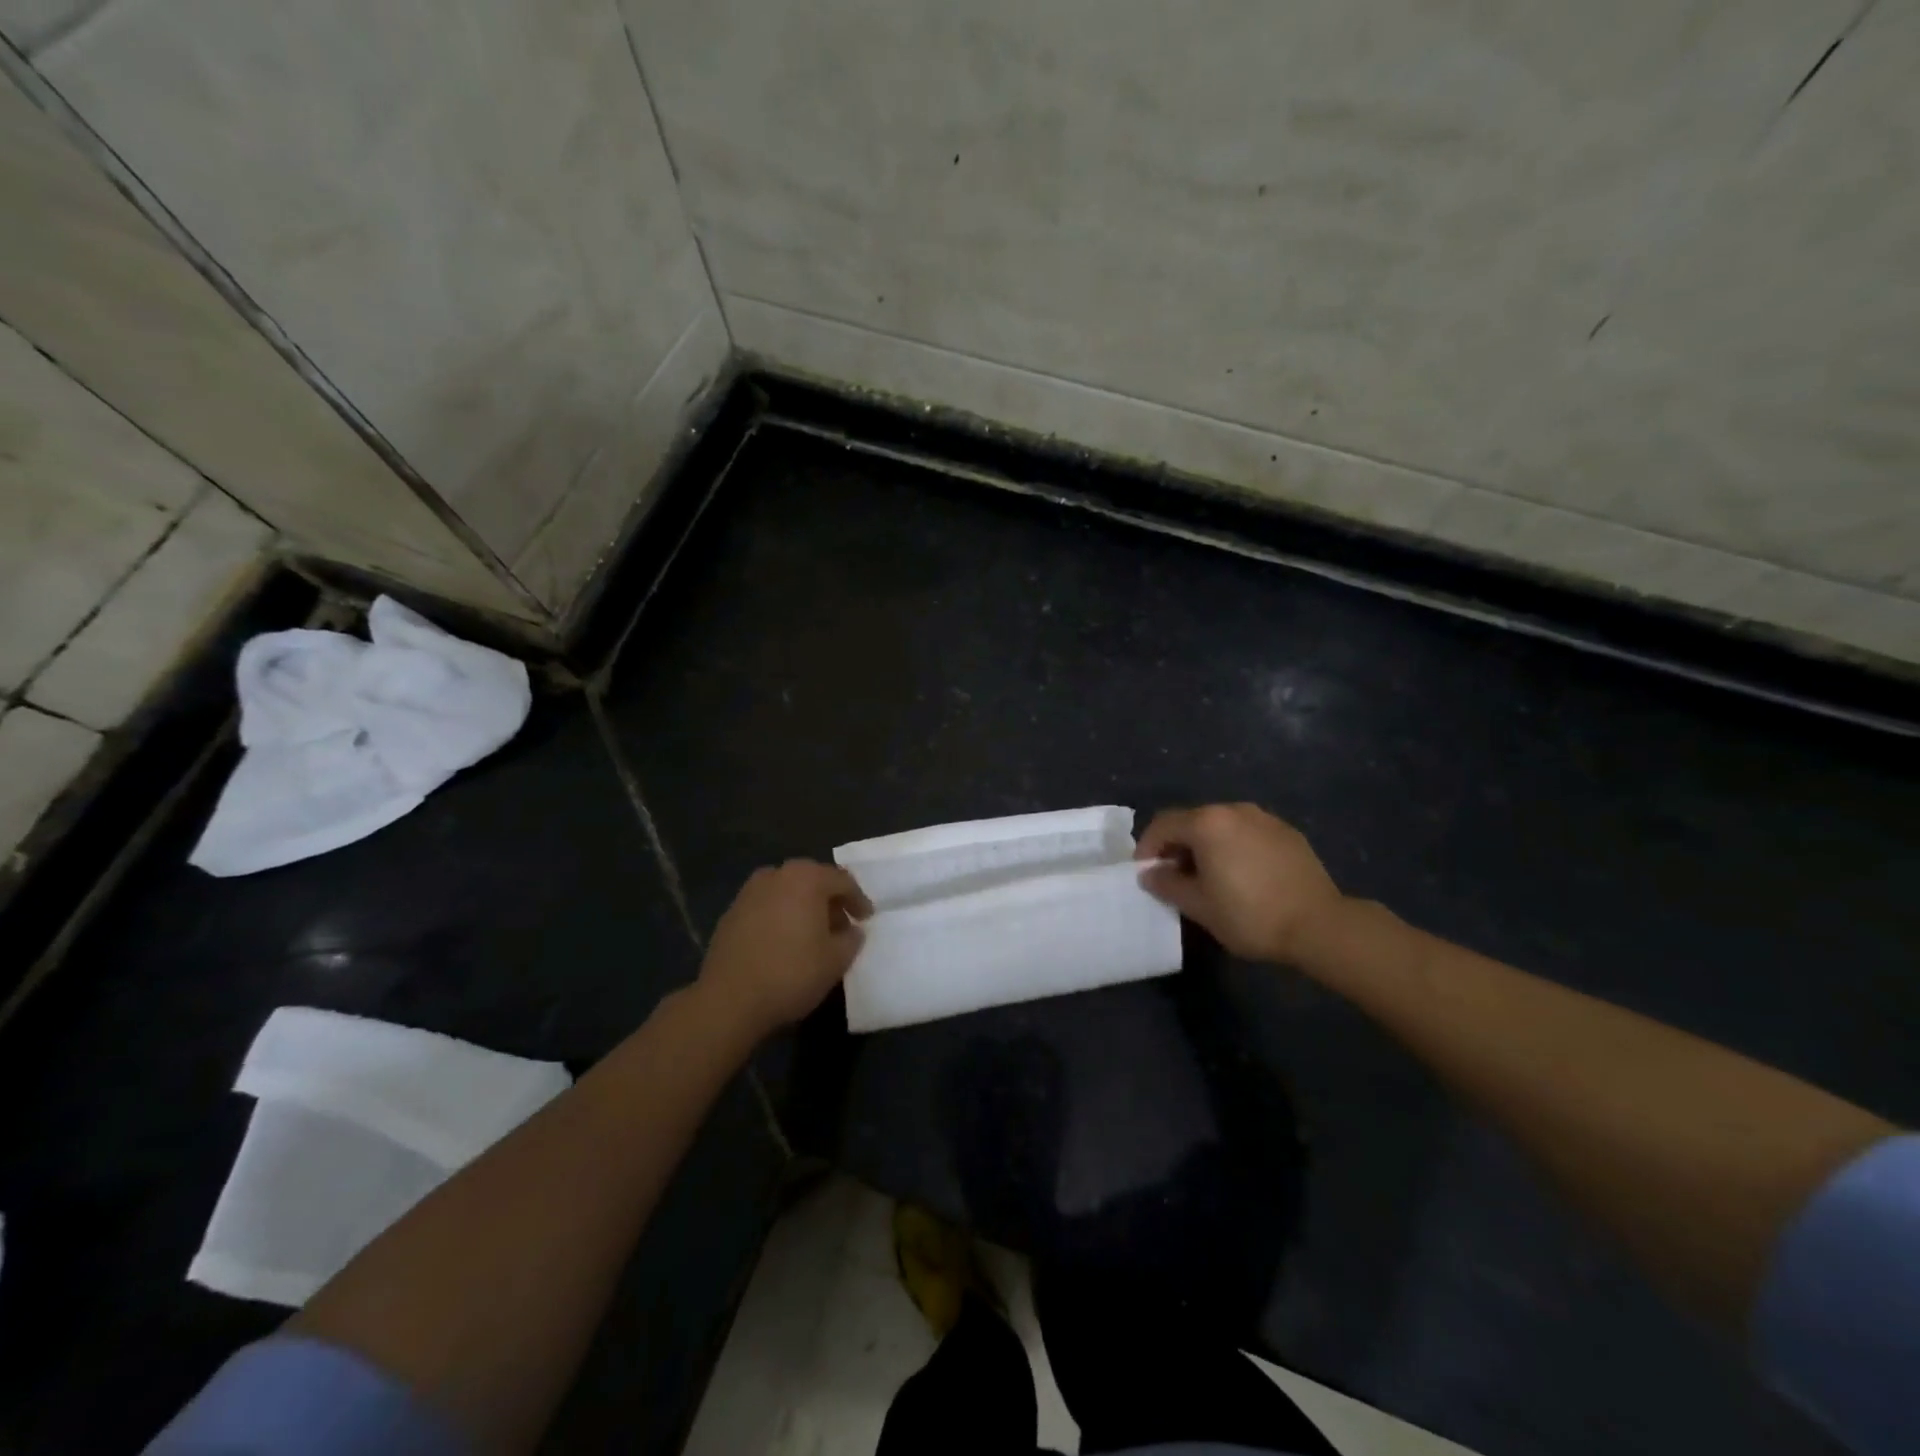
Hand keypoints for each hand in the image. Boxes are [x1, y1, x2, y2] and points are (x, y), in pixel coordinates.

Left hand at [696, 861, 873, 1038]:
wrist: (729, 999)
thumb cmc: (791, 973)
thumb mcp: (836, 960)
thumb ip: (851, 939)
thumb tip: (852, 930)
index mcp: (806, 878)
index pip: (842, 881)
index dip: (858, 900)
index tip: (866, 919)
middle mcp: (777, 875)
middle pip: (812, 880)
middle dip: (829, 900)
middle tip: (841, 924)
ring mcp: (749, 892)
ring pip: (787, 892)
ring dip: (803, 907)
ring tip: (812, 933)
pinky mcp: (731, 913)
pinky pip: (766, 906)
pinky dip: (780, 916)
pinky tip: (784, 942)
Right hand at [1135, 804, 1343, 963]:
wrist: (1320, 926)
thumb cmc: (1249, 915)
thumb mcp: (1198, 905)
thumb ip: (1167, 884)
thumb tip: (1150, 874)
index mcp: (1207, 823)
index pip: (1163, 825)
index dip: (1147, 848)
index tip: (1145, 873)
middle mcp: (1235, 810)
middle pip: (1193, 821)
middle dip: (1177, 846)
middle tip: (1174, 878)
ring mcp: (1265, 818)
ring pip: (1222, 826)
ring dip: (1206, 847)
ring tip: (1208, 878)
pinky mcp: (1288, 833)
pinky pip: (1248, 834)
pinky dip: (1234, 848)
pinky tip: (1242, 876)